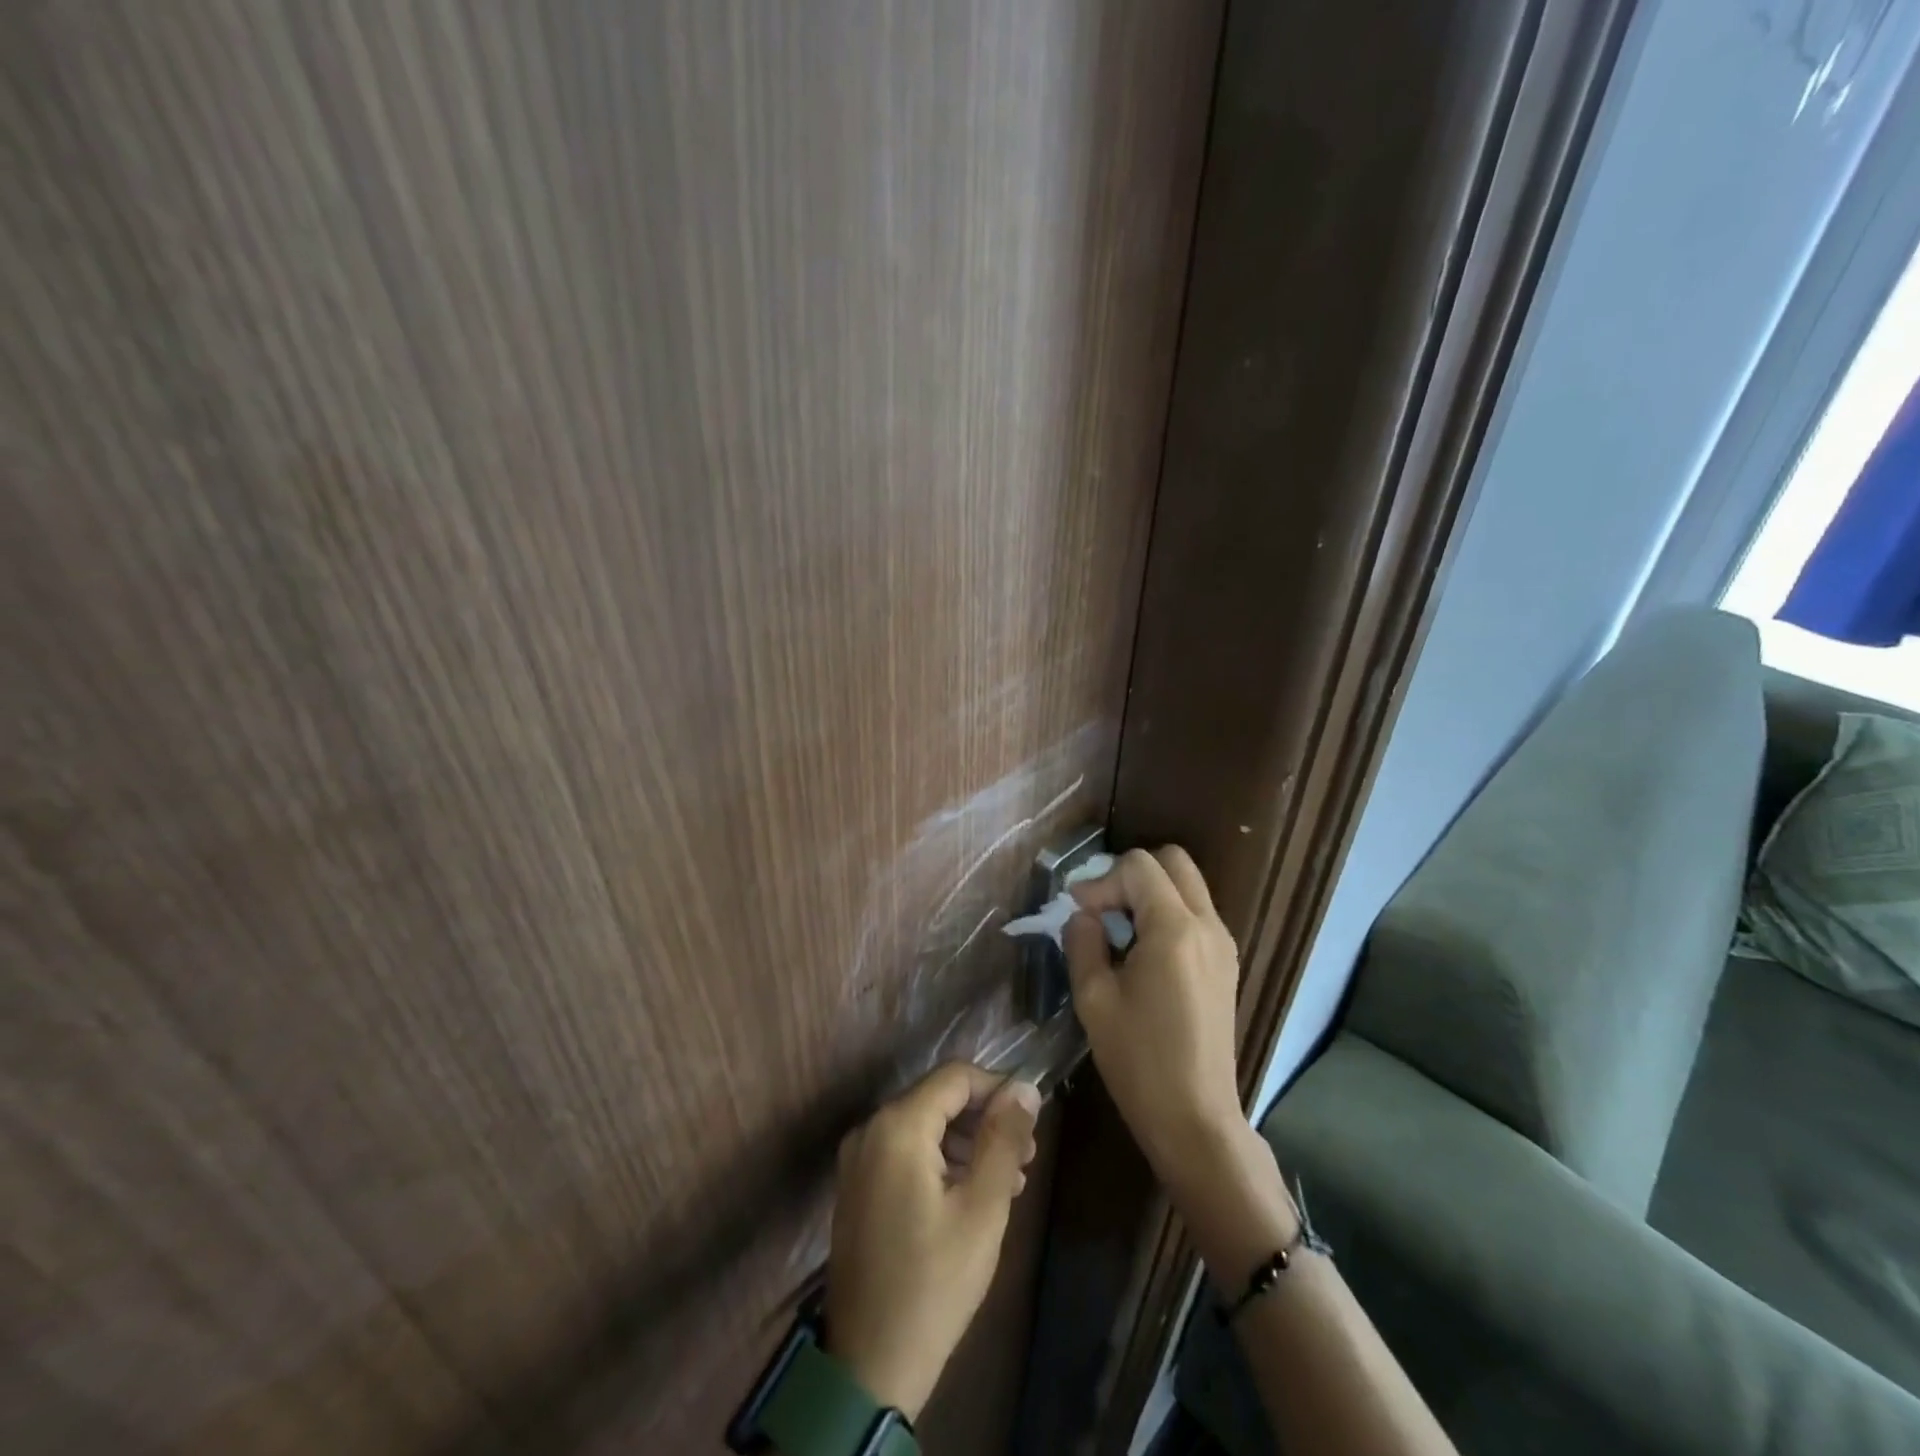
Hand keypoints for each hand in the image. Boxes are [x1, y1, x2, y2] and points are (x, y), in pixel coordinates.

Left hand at [825, 1062, 1042, 1419]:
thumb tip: (1025, 1087)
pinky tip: (972, 1195)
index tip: (1031, 1122)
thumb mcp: (982, 1209)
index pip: (955, 1077)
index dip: (998, 1089)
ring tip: (1009, 1180)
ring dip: (967, 1143)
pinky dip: (941, 1161)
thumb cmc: (934, 1283)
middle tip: (1027, 1156)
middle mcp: (870, 1129)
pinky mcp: (857, 1187)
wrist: (869, 1368)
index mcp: (897, 1126)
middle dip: (985, 1120)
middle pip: (938, 1099)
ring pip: (924, 1126)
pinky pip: (905, 1152)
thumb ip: (1004, 1139)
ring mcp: (858, 1159)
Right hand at [1066, 847, 1245, 1189]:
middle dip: (1130, 874)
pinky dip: (1167, 913)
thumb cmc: (1139, 1061)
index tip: (1077, 911)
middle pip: (1173, 862)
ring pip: (1187, 886)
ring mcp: (1223, 944)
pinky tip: (1141, 952)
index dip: (1101, 880)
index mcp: (1174, 929)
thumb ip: (1082, 943)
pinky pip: (1196, 913)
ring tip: (1117, 930)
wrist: (1196, 1120)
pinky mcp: (1226, 964)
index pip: (1139, 866)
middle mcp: (1207, 925)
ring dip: (1150, 893)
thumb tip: (1083, 916)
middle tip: (1101, 908)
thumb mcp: (1094, 1000)